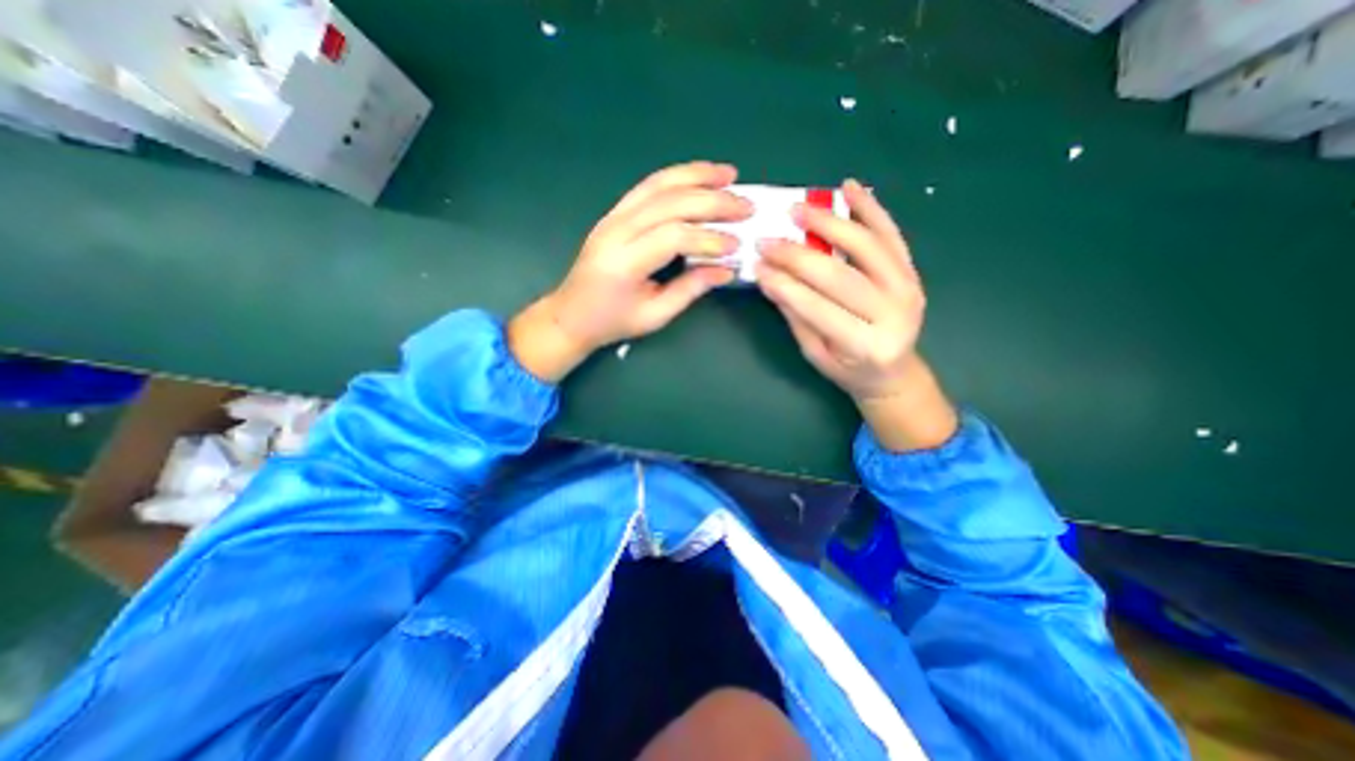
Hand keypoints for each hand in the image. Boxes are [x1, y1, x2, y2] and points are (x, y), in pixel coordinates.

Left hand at [513, 164, 757, 382]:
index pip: (673, 236)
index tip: (736, 246)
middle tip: (746, 206)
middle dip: (713, 202)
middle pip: (669, 203)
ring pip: (658, 185)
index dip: (708, 238)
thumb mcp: (654, 315)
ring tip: (729, 175)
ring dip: (697, 176)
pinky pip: (647, 187)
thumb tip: (726, 269)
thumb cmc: (612, 322)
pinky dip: (676, 177)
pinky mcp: (614, 213)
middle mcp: (616, 231)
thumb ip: (690, 289)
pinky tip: (698, 176)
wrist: (571, 314)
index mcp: (624, 262)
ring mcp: (612, 217)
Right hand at [758, 178, 957, 450]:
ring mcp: (908, 288)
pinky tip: (850, 188)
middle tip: (769, 240)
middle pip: (841, 275)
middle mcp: (894, 314)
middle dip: (799, 255)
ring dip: (832, 223)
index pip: (819, 308)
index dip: (786, 286)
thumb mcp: (816, 354)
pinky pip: (891, 235)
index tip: (759, 267)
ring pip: (869, 246)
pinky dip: (870, 209)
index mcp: (866, 345)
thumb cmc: (849, 369)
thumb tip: (770, 280)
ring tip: (800, 209)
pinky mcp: (912, 272)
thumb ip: (797, 316)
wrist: (894, 371)